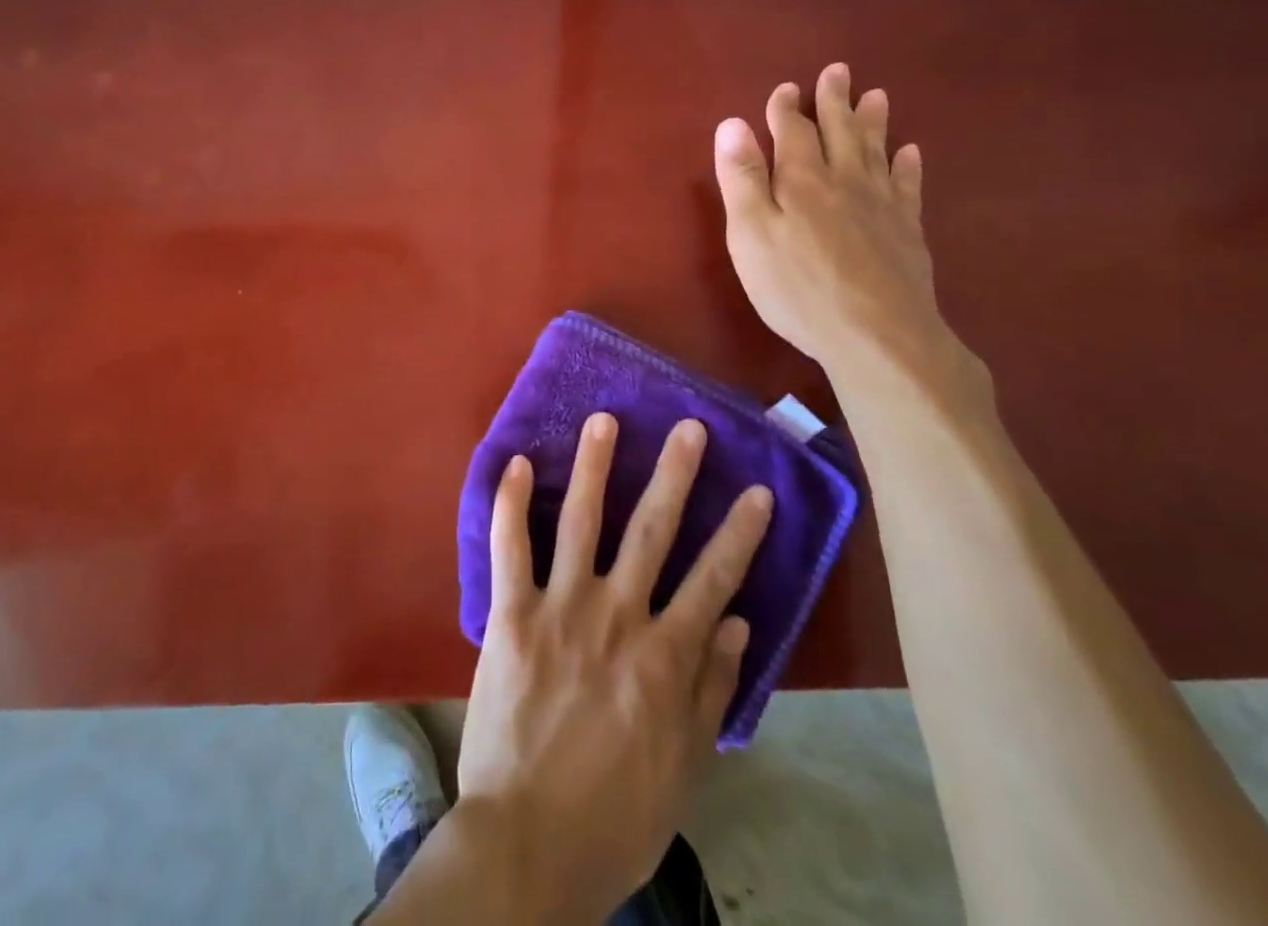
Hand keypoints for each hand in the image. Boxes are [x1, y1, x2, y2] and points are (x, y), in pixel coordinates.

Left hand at [456, 413, 772, 919]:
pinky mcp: (511, 614)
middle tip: (688, 427)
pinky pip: (510, 548)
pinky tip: (514, 462)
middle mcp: (617, 615)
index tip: (757, 490)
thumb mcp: (683, 767)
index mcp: (665, 656)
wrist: (527, 847)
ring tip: (603, 420)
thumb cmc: (614, 815)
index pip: (713, 579)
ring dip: (593, 466)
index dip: (738, 532)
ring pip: (581, 520)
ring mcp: (561, 608)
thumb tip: (736, 623)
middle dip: (674, 474)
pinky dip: (510, 503)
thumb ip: (710, 691)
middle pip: (652, 531)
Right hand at [714, 63, 943, 371]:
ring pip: (876, 151)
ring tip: (876, 96)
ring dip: (873, 122)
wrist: (877, 335)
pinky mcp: (906, 231)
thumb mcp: (751, 235)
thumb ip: (742, 179)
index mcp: (802, 180)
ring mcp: (881, 205)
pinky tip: (911, 153)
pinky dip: (908, 166)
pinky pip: (908, 186)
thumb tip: (732, 124)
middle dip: (834, 101)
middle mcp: (845, 180)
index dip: (786, 109)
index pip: (793, 132)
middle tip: (838, 71)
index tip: (785, 89)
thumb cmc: (798, 288)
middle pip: (840, 131)